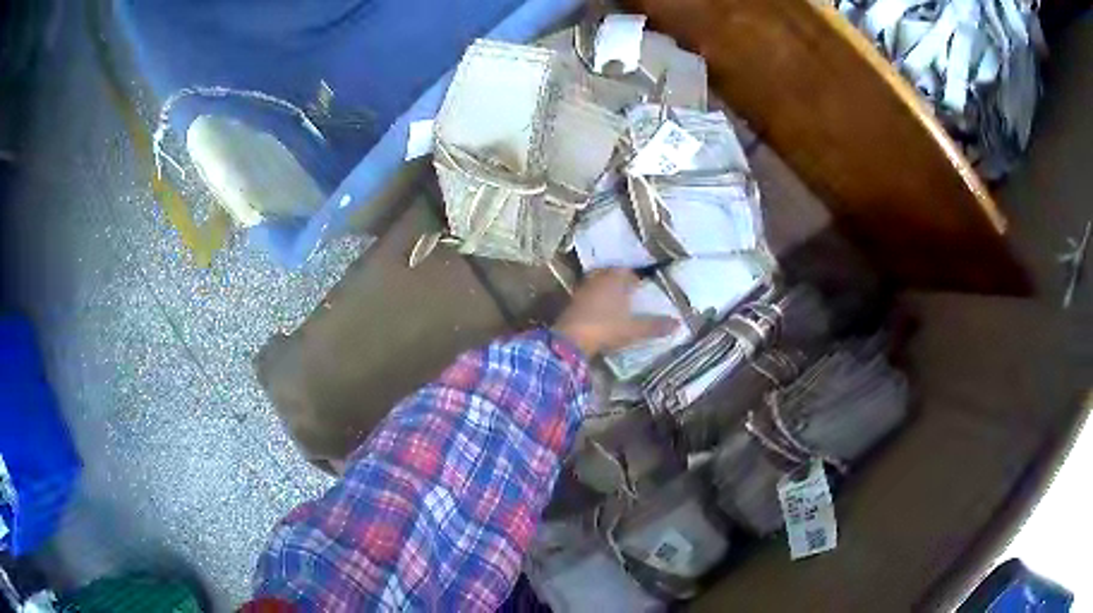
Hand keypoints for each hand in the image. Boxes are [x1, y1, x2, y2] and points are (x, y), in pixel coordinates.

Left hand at [553, 268, 679, 356]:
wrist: (571, 340)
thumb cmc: (606, 328)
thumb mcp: (635, 329)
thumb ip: (655, 325)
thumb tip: (678, 323)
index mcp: (615, 279)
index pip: (627, 272)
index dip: (635, 279)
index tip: (641, 288)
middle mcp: (598, 279)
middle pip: (610, 274)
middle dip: (619, 282)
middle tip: (629, 293)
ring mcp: (582, 289)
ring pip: (597, 283)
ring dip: (605, 290)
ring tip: (615, 302)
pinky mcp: (571, 302)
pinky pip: (587, 295)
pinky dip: (594, 300)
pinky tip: (599, 312)